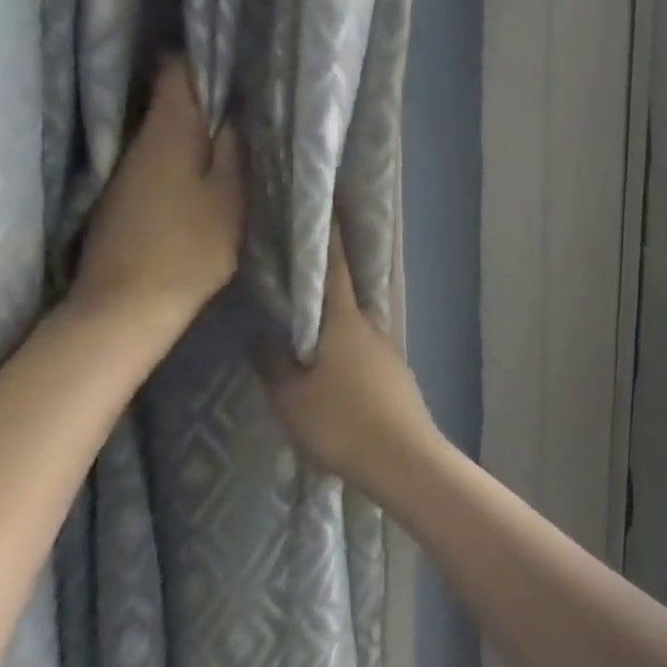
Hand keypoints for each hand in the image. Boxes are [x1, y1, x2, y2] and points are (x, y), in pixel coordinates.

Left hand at [72, 58, 243, 332]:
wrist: (128, 302)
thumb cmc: (190, 247)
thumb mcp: (230, 198)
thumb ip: (234, 152)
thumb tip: (238, 113)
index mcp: (169, 132)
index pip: (178, 71)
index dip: (206, 57)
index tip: (238, 56)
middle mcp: (141, 140)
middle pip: (171, 97)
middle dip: (207, 89)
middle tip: (250, 91)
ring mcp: (128, 167)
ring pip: (167, 126)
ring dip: (198, 122)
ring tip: (237, 123)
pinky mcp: (125, 192)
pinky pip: (161, 153)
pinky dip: (185, 149)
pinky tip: (209, 161)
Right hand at [265, 228, 441, 490]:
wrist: (402, 458)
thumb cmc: (341, 421)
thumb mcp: (290, 396)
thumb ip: (274, 362)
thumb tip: (264, 334)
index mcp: (346, 321)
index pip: (335, 268)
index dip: (327, 238)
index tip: (322, 209)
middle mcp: (372, 327)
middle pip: (347, 295)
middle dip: (325, 281)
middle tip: (295, 272)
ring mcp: (389, 351)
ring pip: (356, 325)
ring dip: (335, 320)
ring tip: (305, 323)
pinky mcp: (396, 376)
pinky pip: (364, 350)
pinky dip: (346, 347)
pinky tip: (332, 365)